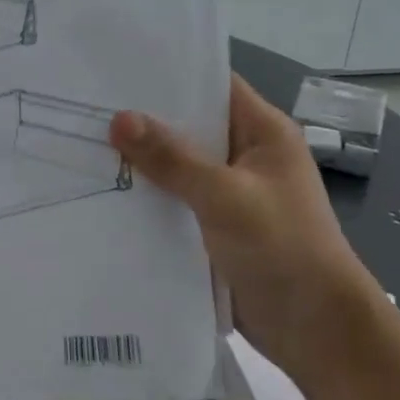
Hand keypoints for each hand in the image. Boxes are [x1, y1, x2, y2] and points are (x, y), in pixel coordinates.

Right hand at [110, 75, 383, 387]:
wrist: (317, 331)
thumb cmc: (283, 248)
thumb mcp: (225, 196)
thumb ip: (172, 158)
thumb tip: (119, 119)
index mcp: (262, 133)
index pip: (212, 85)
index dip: (168, 74)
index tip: (115, 68)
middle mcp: (245, 155)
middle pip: (188, 125)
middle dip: (142, 119)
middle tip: (85, 106)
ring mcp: (229, 192)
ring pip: (176, 165)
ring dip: (140, 161)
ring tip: (82, 144)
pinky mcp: (214, 226)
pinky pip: (173, 200)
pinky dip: (146, 197)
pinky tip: (103, 191)